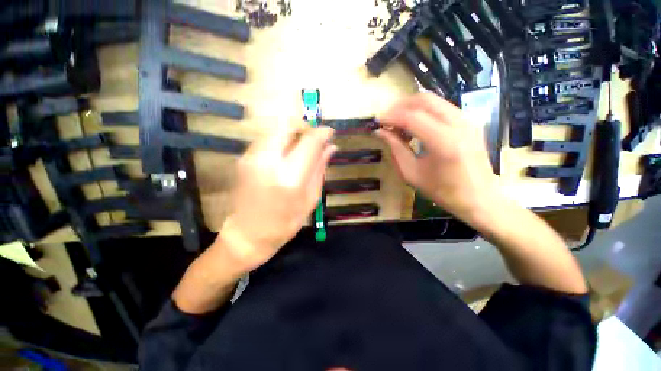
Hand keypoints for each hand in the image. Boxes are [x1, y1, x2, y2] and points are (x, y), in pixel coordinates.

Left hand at [216, 124, 336, 271]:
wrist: (248, 234)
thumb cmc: (285, 223)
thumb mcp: (310, 199)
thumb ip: (320, 169)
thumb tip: (331, 147)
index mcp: (290, 177)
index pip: (309, 141)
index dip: (322, 133)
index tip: (330, 132)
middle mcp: (268, 161)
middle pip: (287, 125)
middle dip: (304, 127)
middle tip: (313, 138)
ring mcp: (251, 157)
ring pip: (275, 129)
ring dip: (292, 133)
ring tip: (301, 148)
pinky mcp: (243, 158)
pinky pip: (266, 139)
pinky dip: (280, 140)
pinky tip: (285, 156)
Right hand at [376, 93, 497, 222]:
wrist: (479, 197)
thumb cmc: (443, 191)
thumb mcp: (412, 174)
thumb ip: (396, 149)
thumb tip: (380, 132)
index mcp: (445, 142)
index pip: (412, 117)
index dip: (391, 116)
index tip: (377, 121)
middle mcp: (459, 124)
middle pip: (424, 100)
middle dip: (400, 105)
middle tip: (386, 118)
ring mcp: (468, 120)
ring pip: (434, 100)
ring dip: (411, 106)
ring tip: (397, 121)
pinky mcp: (470, 121)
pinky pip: (442, 107)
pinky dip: (424, 111)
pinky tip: (415, 124)